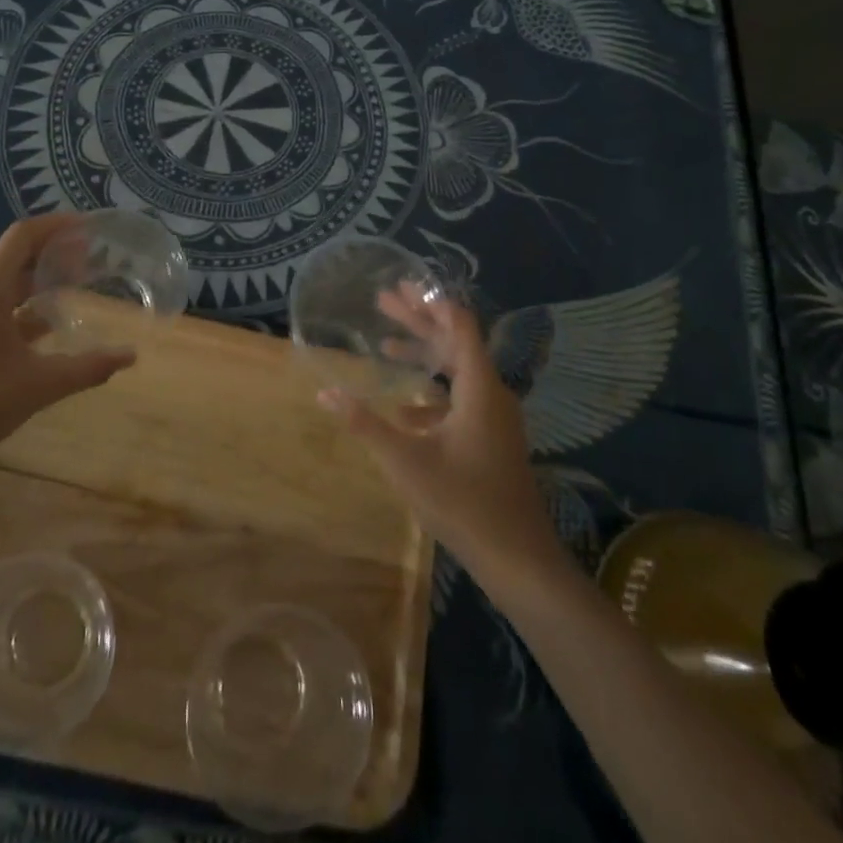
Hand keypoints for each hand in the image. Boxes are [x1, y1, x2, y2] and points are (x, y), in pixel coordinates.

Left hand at [0, 215, 134, 458]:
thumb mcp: (39, 384)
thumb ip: (87, 367)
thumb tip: (130, 356)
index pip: (23, 235)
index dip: (58, 226)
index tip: (91, 228)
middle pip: (15, 254)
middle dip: (54, 252)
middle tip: (93, 258)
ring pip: (5, 281)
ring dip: (39, 279)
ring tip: (77, 285)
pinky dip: (23, 304)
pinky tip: (48, 324)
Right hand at [319, 284, 559, 581]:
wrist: (517, 557)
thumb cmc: (462, 501)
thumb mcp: (405, 460)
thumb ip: (365, 422)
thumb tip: (324, 391)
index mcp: (478, 387)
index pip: (459, 326)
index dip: (431, 302)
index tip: (402, 285)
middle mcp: (490, 393)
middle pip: (454, 343)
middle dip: (418, 322)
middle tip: (383, 300)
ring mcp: (494, 417)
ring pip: (456, 373)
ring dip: (423, 357)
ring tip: (385, 347)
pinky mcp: (491, 438)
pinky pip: (460, 400)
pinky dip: (431, 394)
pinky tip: (403, 409)